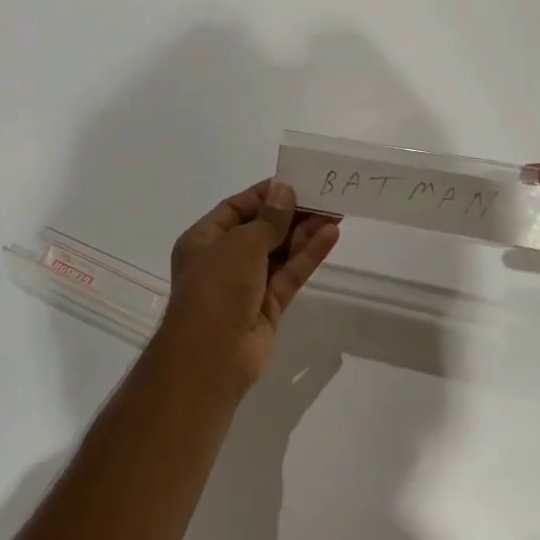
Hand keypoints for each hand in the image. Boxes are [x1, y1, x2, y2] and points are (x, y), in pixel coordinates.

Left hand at [162, 180, 339, 393]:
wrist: (211, 358)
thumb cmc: (217, 288)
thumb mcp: (241, 244)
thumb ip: (269, 219)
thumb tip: (285, 192)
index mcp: (204, 240)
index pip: (236, 208)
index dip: (265, 195)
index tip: (294, 181)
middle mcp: (223, 260)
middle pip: (261, 229)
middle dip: (291, 213)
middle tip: (323, 196)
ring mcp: (246, 285)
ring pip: (279, 252)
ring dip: (304, 232)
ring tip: (335, 210)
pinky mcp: (268, 307)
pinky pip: (289, 274)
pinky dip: (308, 255)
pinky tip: (331, 234)